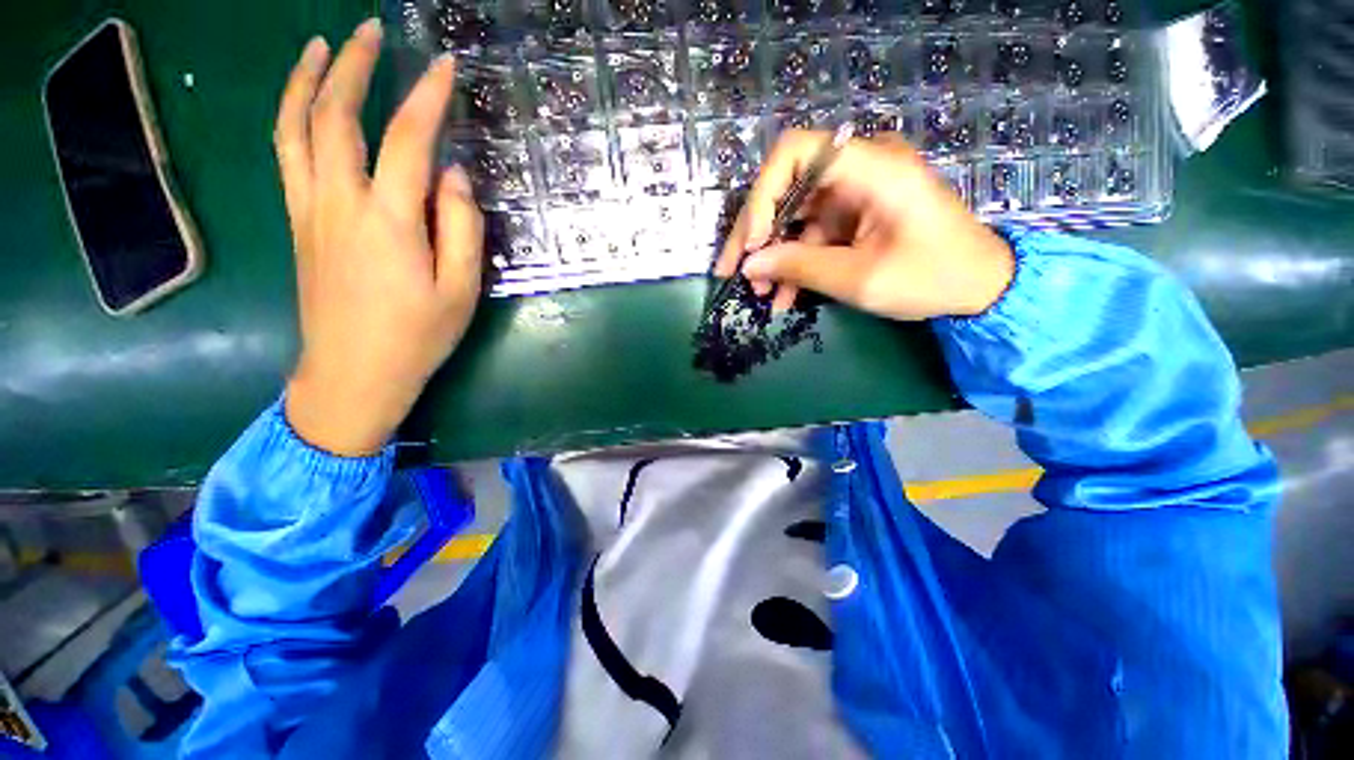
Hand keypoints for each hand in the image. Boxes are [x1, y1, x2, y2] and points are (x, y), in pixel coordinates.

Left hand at [275, 20, 483, 456]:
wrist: (353, 374)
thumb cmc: (417, 337)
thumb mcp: (460, 291)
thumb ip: (462, 229)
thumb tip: (454, 175)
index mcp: (389, 221)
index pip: (407, 140)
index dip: (426, 97)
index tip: (443, 65)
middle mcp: (340, 202)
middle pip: (335, 116)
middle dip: (354, 66)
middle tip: (372, 31)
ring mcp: (310, 210)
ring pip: (295, 128)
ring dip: (306, 79)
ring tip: (321, 45)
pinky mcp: (298, 224)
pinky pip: (286, 155)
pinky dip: (289, 116)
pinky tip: (301, 102)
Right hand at [715, 130, 1013, 319]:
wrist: (979, 286)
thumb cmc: (931, 278)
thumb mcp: (860, 278)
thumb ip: (800, 268)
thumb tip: (749, 265)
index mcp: (871, 168)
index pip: (794, 154)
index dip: (762, 196)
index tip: (751, 243)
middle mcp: (858, 170)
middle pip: (786, 188)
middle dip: (756, 233)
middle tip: (732, 271)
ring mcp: (855, 193)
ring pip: (794, 217)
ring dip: (773, 255)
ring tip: (759, 292)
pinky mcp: (854, 216)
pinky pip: (812, 235)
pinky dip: (795, 263)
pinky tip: (783, 296)